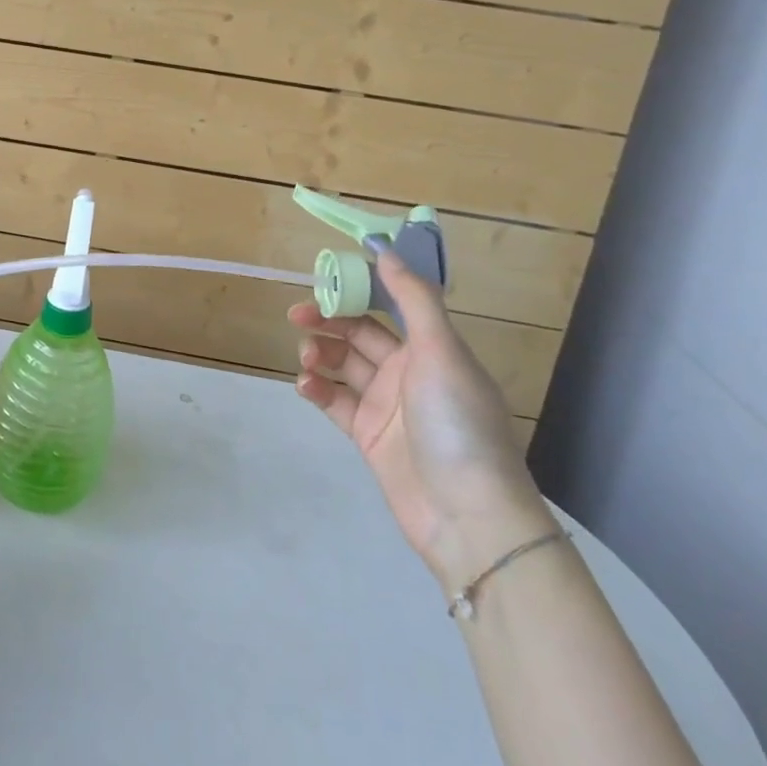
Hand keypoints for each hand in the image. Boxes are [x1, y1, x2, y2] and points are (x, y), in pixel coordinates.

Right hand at [290, 246, 552, 592]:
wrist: (468, 516)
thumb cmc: (458, 423)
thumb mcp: (441, 352)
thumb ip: (413, 299)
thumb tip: (384, 249)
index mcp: (431, 349)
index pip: (387, 308)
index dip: (357, 292)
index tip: (324, 281)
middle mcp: (408, 373)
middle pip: (359, 335)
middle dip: (328, 321)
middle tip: (298, 317)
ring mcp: (386, 406)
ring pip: (343, 366)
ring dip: (320, 354)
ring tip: (306, 358)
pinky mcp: (368, 437)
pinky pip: (335, 402)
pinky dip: (318, 389)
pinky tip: (306, 386)